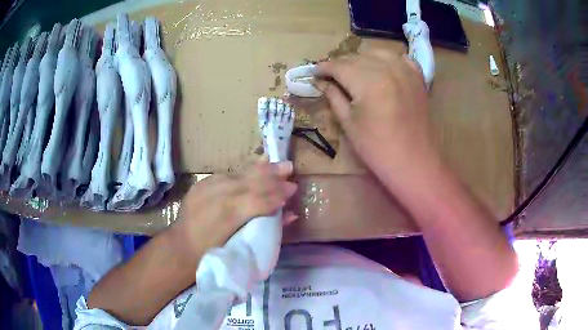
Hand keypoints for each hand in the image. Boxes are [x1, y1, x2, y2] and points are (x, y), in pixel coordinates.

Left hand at [171, 158, 297, 258]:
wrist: (182, 246)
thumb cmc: (213, 253)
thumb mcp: (241, 245)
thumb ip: (267, 228)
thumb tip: (291, 215)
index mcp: (228, 216)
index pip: (259, 200)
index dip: (277, 194)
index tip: (293, 189)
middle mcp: (218, 196)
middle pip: (251, 182)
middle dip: (272, 175)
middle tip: (290, 168)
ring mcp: (208, 186)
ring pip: (240, 174)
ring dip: (260, 169)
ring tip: (277, 164)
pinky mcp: (203, 182)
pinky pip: (229, 175)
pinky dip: (244, 173)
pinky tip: (256, 168)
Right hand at [315, 51, 434, 175]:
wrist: (414, 161)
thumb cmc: (377, 148)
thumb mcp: (349, 123)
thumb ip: (333, 96)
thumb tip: (320, 81)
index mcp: (368, 80)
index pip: (338, 65)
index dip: (323, 68)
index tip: (314, 73)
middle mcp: (387, 67)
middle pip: (356, 57)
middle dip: (340, 64)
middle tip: (331, 76)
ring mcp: (405, 69)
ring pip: (376, 52)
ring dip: (362, 60)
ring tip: (354, 72)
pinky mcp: (418, 77)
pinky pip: (399, 58)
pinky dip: (387, 60)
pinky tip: (381, 69)